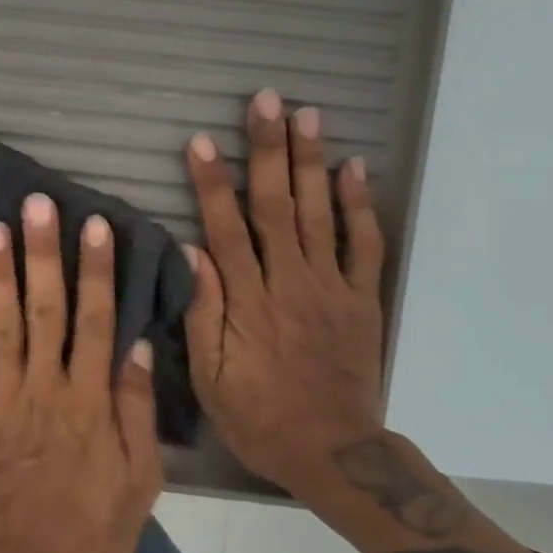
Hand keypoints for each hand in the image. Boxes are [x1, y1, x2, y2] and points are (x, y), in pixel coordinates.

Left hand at [0, 194, 163, 552]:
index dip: (96, 271)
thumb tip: (135, 348)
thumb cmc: (92, 534)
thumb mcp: (140, 483)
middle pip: (46, 310)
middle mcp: (46, 389)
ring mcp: (2, 401)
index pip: (97, 321)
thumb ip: (136, 412)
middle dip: (43, 254)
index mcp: (90, 402)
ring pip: (1, 326)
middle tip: (37, 204)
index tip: (93, 225)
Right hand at [183, 90, 387, 497]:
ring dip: (311, 162)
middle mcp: (289, 282)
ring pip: (319, 213)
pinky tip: (354, 168)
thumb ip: (201, 311)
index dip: (212, 183)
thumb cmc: (258, 414)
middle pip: (276, 206)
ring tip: (308, 115)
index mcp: (248, 300)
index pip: (226, 228)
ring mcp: (331, 287)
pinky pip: (363, 246)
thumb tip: (189, 250)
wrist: (333, 451)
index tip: (201, 141)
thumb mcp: (210, 376)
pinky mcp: (361, 298)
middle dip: (268, 150)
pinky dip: (359, 205)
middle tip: (266, 101)